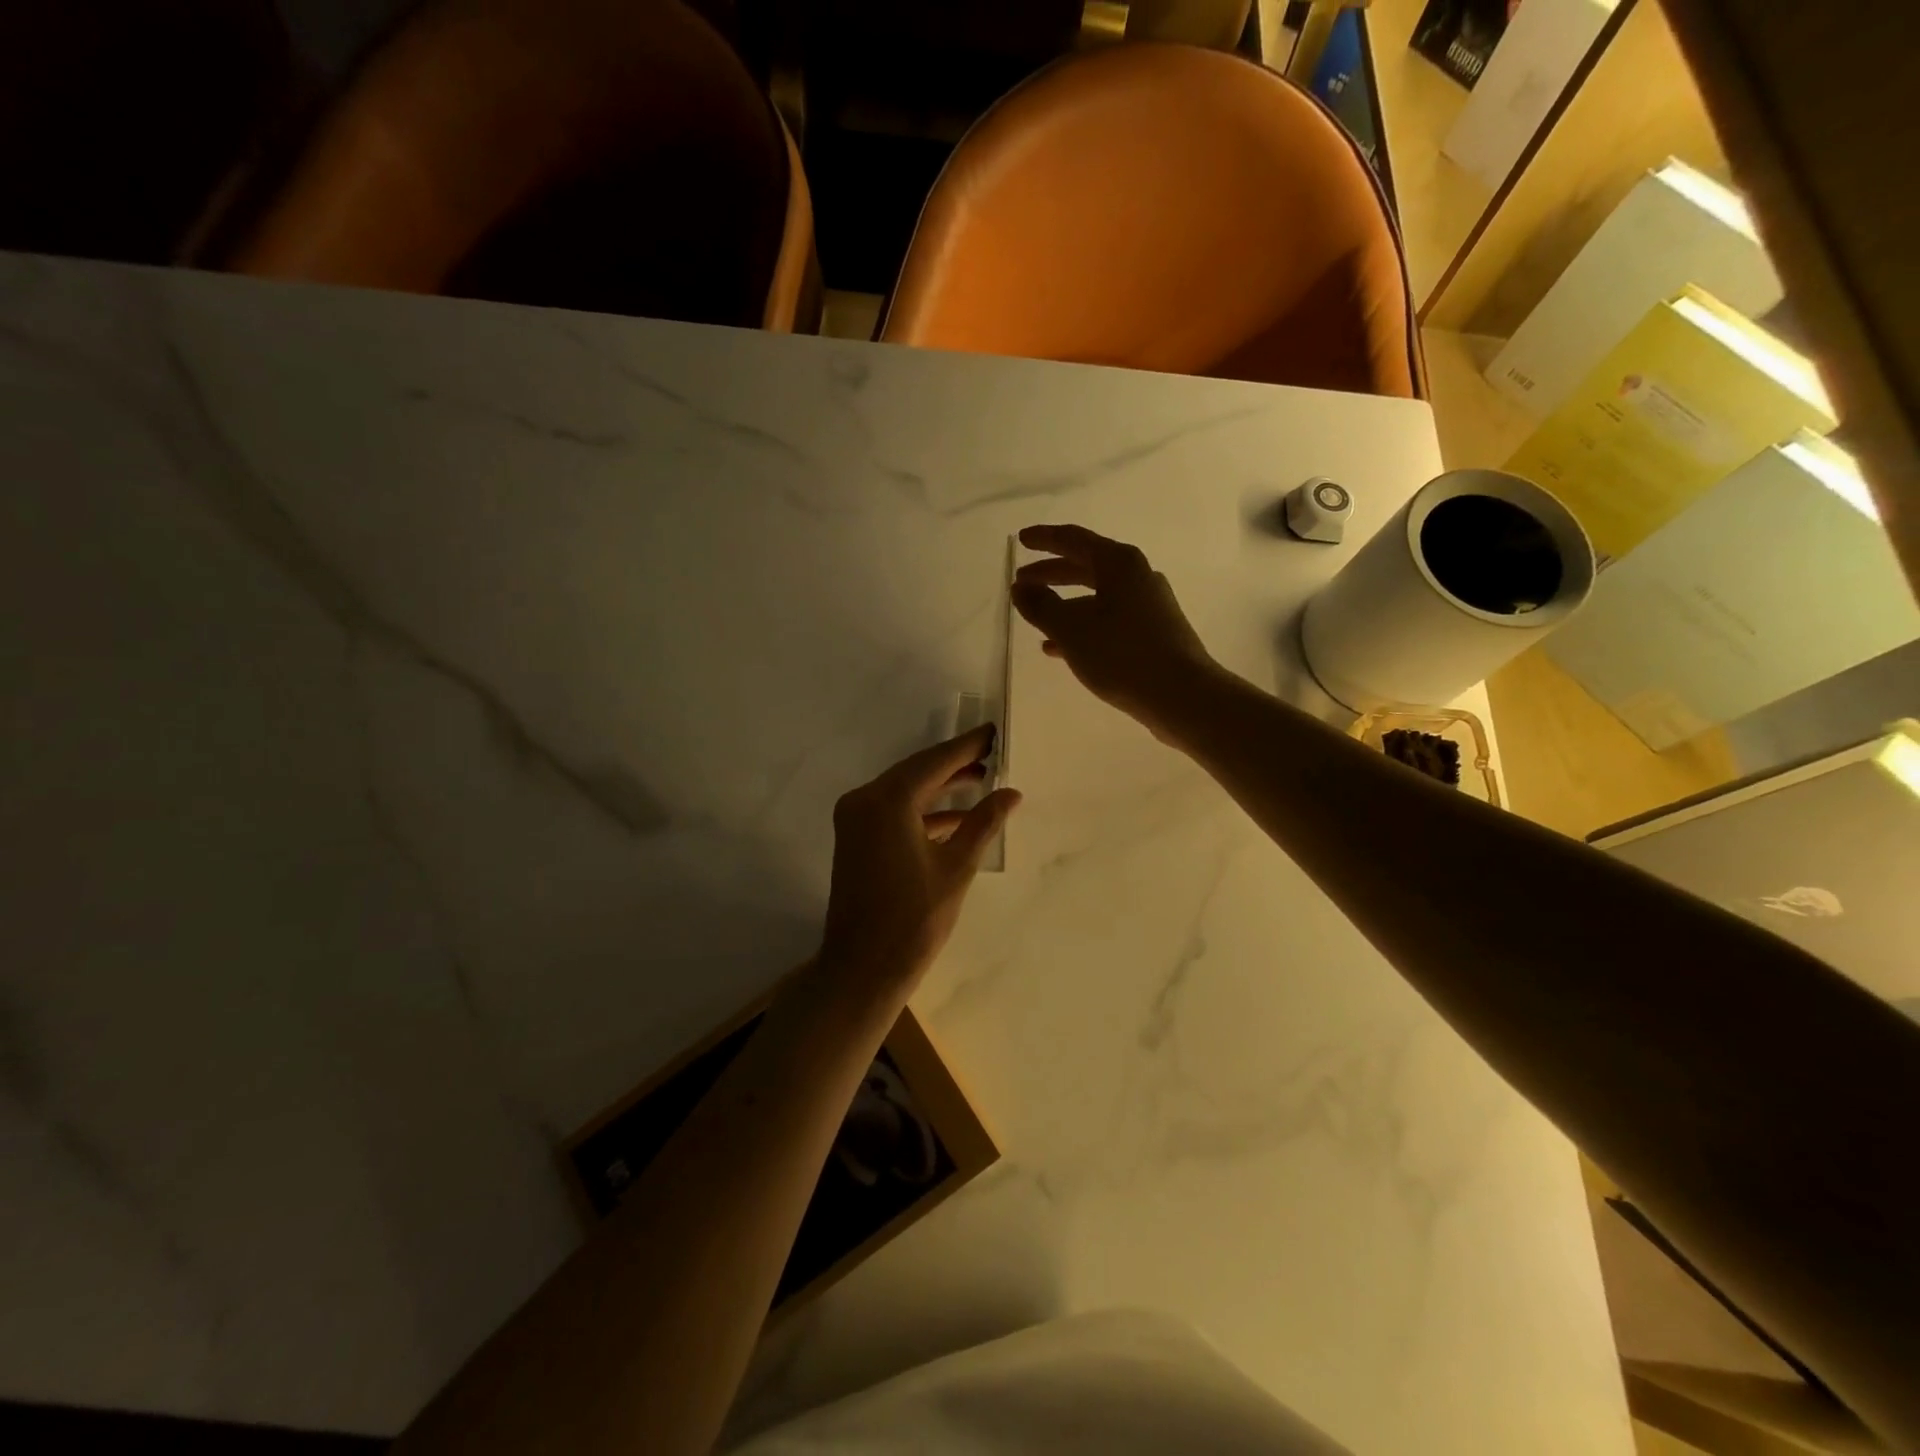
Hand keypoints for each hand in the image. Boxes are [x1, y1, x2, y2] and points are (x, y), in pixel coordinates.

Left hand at [818, 724, 1020, 994]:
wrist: (863, 967)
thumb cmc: (914, 918)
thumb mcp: (957, 867)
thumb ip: (983, 823)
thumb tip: (1011, 793)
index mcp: (888, 801)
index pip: (934, 762)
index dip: (967, 747)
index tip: (993, 731)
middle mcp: (865, 800)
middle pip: (916, 772)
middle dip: (954, 764)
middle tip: (992, 752)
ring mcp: (855, 820)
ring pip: (904, 791)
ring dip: (940, 787)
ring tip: (982, 779)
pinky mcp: (856, 839)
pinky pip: (893, 812)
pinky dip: (923, 812)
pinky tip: (957, 817)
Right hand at [1011, 524, 1221, 739]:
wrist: (1182, 695)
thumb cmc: (1122, 655)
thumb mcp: (1072, 630)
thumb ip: (1042, 606)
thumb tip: (1021, 589)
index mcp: (1119, 564)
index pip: (1074, 540)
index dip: (1044, 539)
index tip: (1020, 539)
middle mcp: (1137, 577)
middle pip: (1086, 566)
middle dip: (1051, 574)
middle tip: (1022, 582)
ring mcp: (1149, 605)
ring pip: (1097, 596)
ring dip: (1065, 604)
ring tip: (1036, 618)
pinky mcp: (1153, 633)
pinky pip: (1109, 620)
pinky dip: (1083, 627)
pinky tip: (1060, 650)